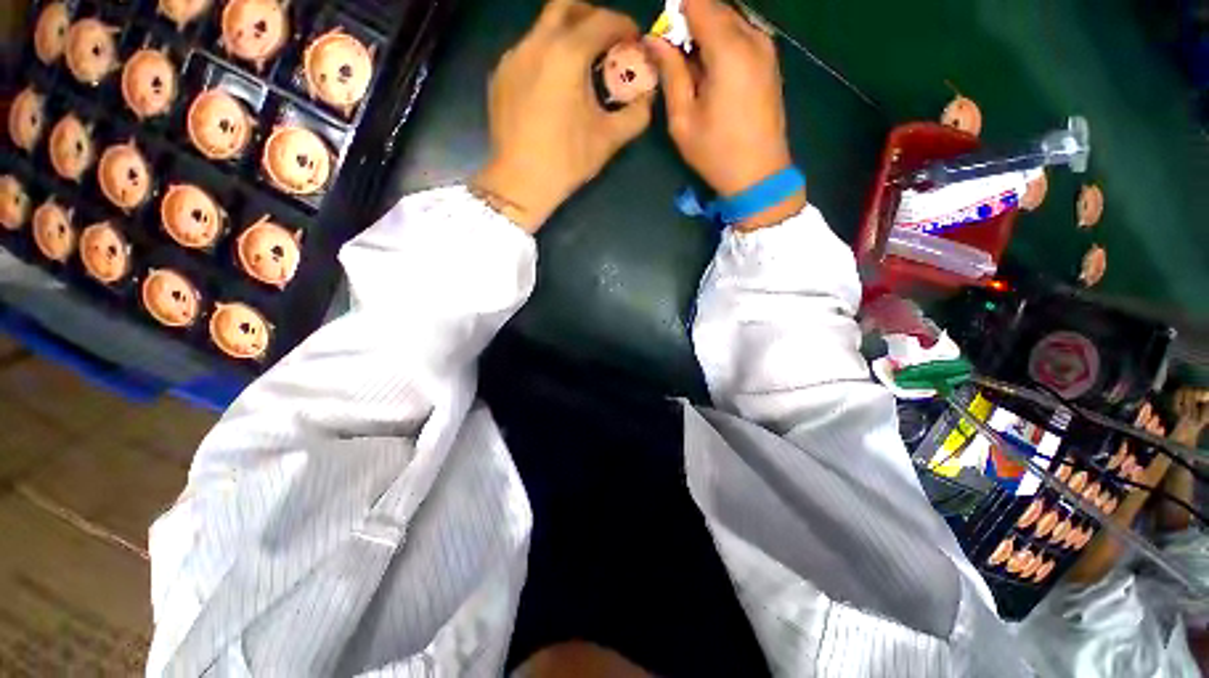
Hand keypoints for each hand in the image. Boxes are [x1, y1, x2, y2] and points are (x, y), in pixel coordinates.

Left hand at [471, 0, 653, 232]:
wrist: (520, 182)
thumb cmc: (567, 161)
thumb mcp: (609, 139)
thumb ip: (636, 113)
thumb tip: (647, 95)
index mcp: (567, 54)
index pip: (603, 21)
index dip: (624, 26)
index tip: (634, 40)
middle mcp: (536, 43)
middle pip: (566, 6)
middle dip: (592, 15)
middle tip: (606, 39)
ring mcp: (513, 57)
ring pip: (543, 28)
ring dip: (566, 36)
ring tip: (579, 67)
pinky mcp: (499, 74)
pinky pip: (526, 51)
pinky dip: (546, 56)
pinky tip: (552, 85)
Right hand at [647, 0, 803, 229]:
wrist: (760, 175)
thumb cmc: (716, 153)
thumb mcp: (683, 119)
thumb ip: (670, 73)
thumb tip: (654, 39)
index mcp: (729, 49)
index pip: (698, 2)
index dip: (675, 12)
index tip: (662, 35)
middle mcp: (752, 37)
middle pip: (715, 7)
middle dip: (689, 22)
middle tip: (672, 56)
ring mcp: (766, 48)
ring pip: (729, 20)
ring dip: (705, 34)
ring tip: (690, 69)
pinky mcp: (770, 61)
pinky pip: (742, 35)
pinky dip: (722, 43)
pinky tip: (710, 73)